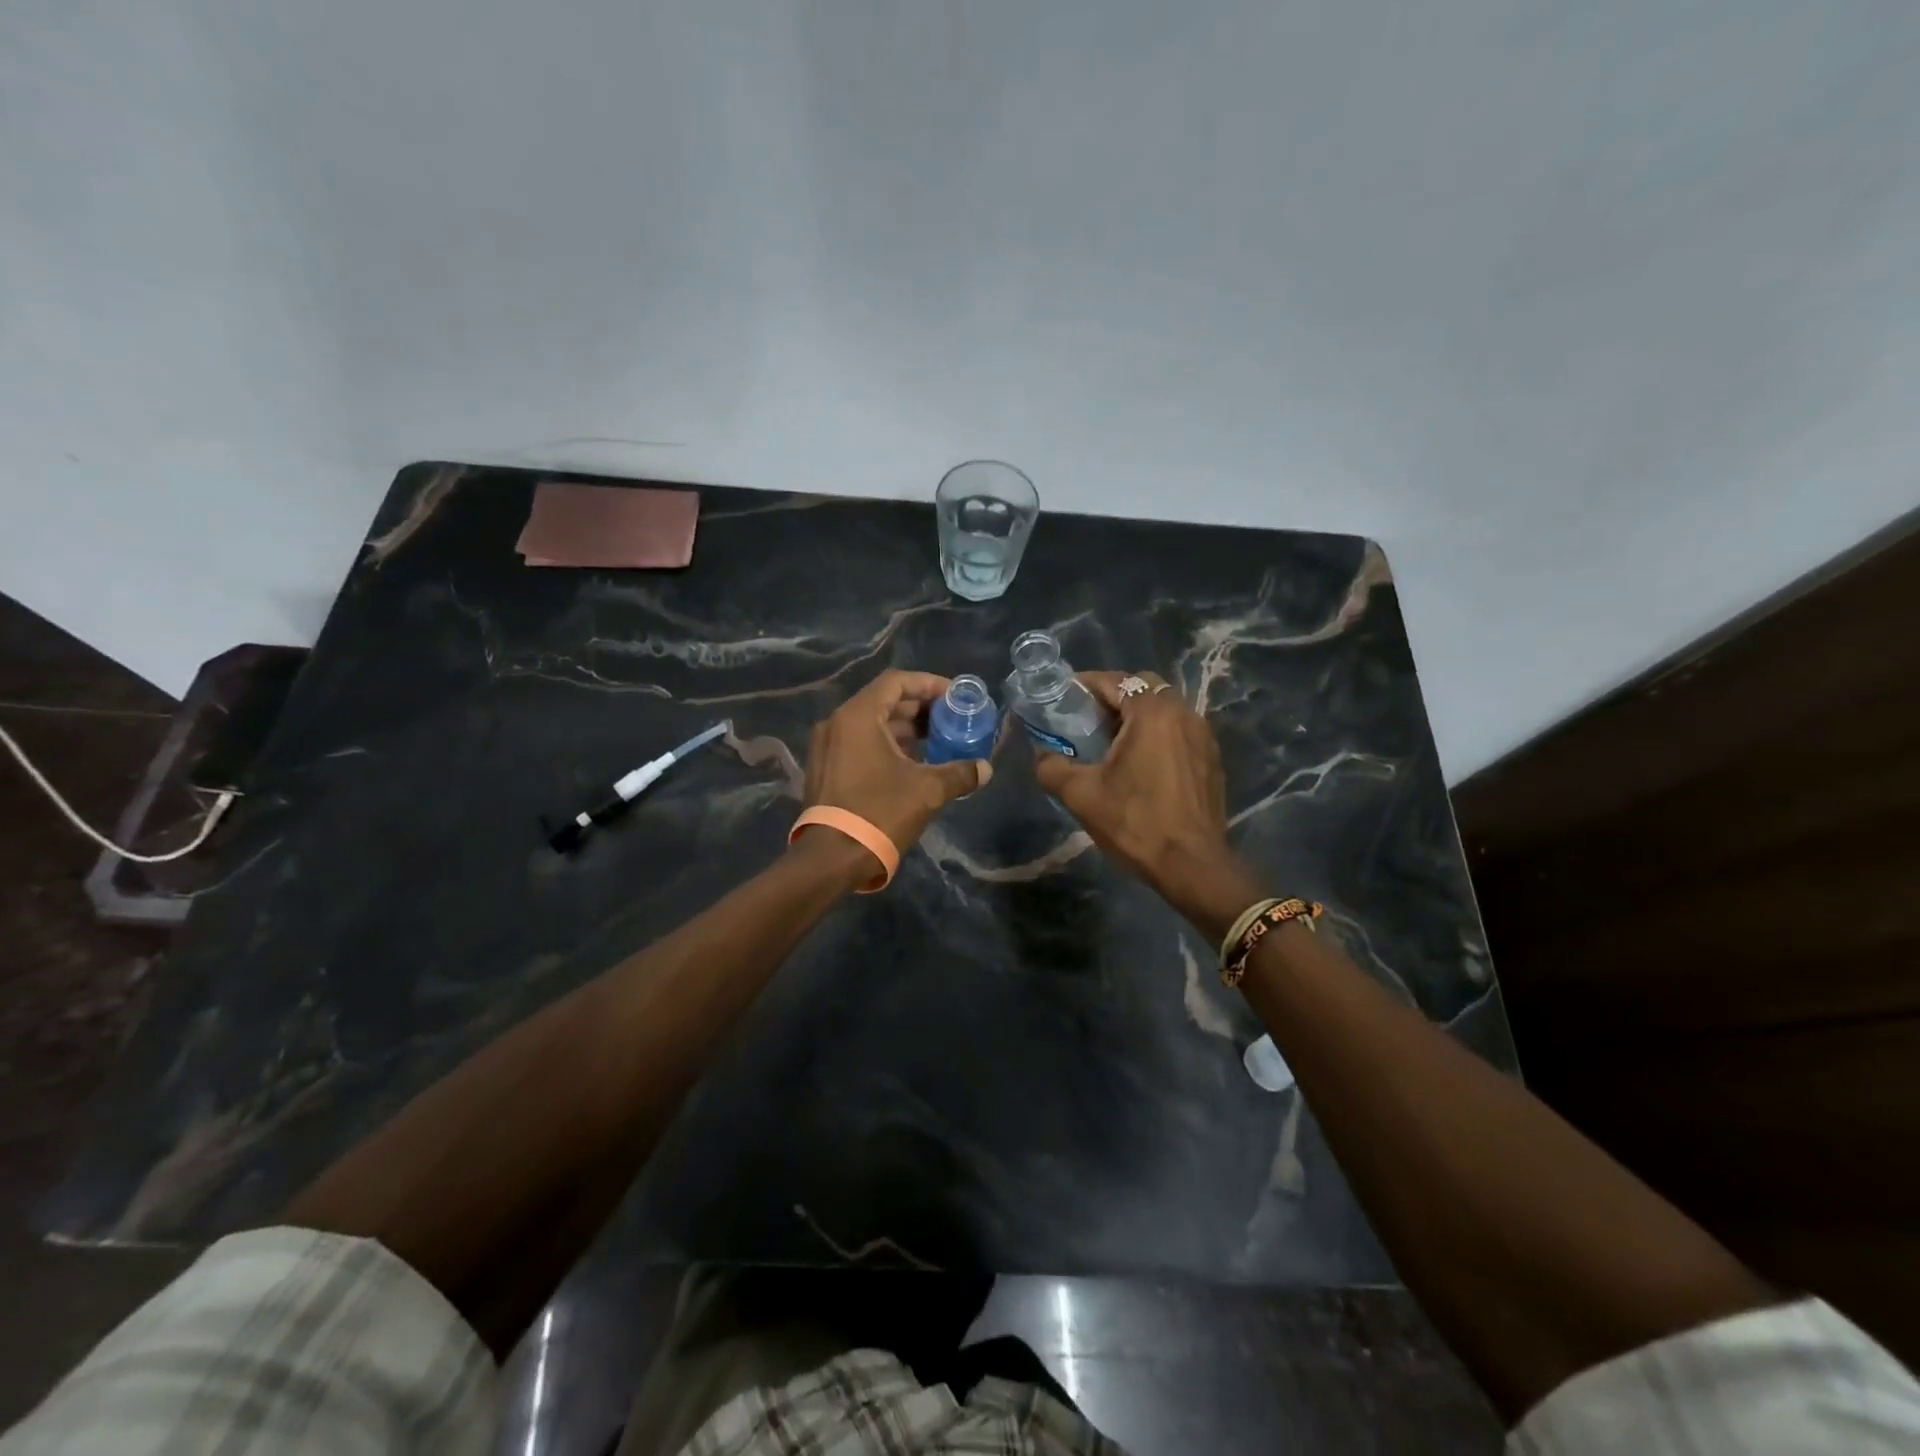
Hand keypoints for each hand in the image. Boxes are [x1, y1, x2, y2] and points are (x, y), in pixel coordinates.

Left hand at [800, 670, 990, 877]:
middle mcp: (837, 723)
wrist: (831, 858)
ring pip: (872, 724)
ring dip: (905, 728)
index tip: (954, 696)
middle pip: (884, 701)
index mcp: (858, 716)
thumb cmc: (879, 813)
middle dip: (920, 708)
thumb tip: (985, 769)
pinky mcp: (826, 769)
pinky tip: (913, 762)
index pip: (896, 682)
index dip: (929, 684)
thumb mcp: (927, 790)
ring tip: (938, 740)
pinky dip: (887, 744)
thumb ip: (959, 773)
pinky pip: (860, 743)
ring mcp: (827, 747)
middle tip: (951, 719)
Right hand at [1033, 671, 1246, 913]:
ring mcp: (1203, 737)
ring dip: (1137, 715)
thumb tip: (1041, 756)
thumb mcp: (1081, 794)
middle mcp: (1183, 714)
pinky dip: (1157, 734)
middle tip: (1088, 718)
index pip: (1115, 681)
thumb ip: (1052, 767)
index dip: (1086, 685)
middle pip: (1145, 687)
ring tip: (1111, 741)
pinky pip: (1179, 731)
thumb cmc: (1135, 822)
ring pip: (1165, 709)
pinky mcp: (1211, 759)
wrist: (1191, 865)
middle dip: (1114, 695)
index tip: (1064, 698)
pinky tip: (1140, 763)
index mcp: (1153, 713)